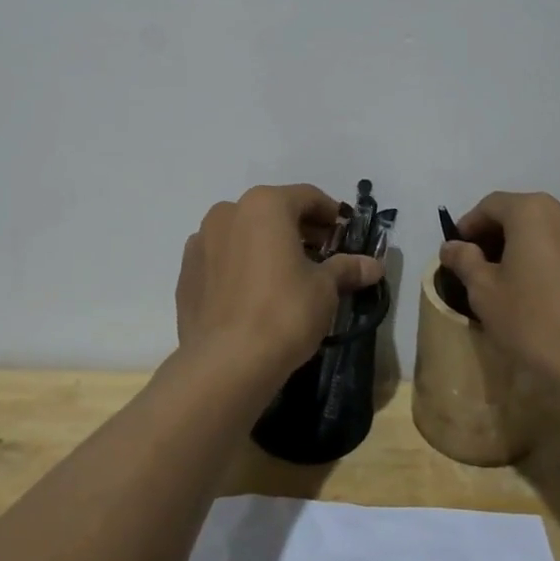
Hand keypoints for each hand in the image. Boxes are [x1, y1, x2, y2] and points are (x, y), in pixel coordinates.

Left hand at [175, 184, 383, 384]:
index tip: (345, 235)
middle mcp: (227, 212)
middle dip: (299, 230)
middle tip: (322, 256)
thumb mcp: (325, 288)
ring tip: (288, 276)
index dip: (331, 214)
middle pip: (272, 212)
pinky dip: (241, 265)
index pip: (307, 197)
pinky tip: (255, 294)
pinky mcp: (186, 273)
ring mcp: (200, 242)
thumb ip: (347, 268)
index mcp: (264, 205)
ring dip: (267, 246)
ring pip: (243, 233)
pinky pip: (222, 259)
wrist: (225, 363)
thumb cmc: (284, 312)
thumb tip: (374, 266)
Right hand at [439, 191, 559, 392]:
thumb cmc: (535, 322)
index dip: (469, 225)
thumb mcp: (485, 292)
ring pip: (554, 237)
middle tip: (483, 269)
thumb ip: (465, 261)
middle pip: (526, 216)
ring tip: (519, 286)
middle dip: (501, 237)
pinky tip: (553, 302)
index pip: (492, 205)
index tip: (457, 251)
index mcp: (535, 212)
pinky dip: (559, 268)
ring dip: (532, 252)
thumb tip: (452, 246)